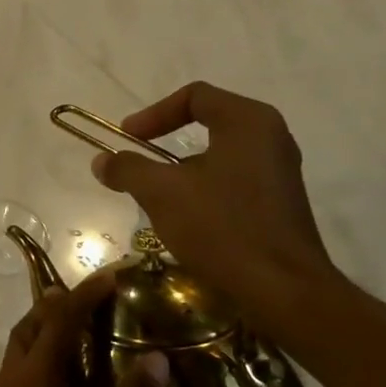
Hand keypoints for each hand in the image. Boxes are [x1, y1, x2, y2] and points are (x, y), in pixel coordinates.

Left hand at [0, 271, 167, 386]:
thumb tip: (155, 360)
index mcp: (34, 379)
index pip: (59, 320)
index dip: (85, 294)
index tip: (110, 276)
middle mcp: (8, 380)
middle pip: (29, 327)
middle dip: (56, 305)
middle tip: (89, 299)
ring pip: (17, 351)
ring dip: (43, 332)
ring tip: (75, 334)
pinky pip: (14, 375)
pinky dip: (36, 361)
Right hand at [90, 80, 342, 337]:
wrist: (283, 289)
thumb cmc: (222, 228)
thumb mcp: (161, 193)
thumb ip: (127, 169)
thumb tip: (102, 161)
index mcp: (247, 121)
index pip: (194, 96)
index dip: (153, 114)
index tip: (126, 138)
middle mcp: (270, 137)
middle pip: (207, 123)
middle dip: (165, 142)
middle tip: (138, 163)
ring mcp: (280, 170)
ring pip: (219, 154)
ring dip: (182, 170)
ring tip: (156, 195)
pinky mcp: (280, 201)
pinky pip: (234, 180)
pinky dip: (204, 189)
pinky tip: (187, 219)